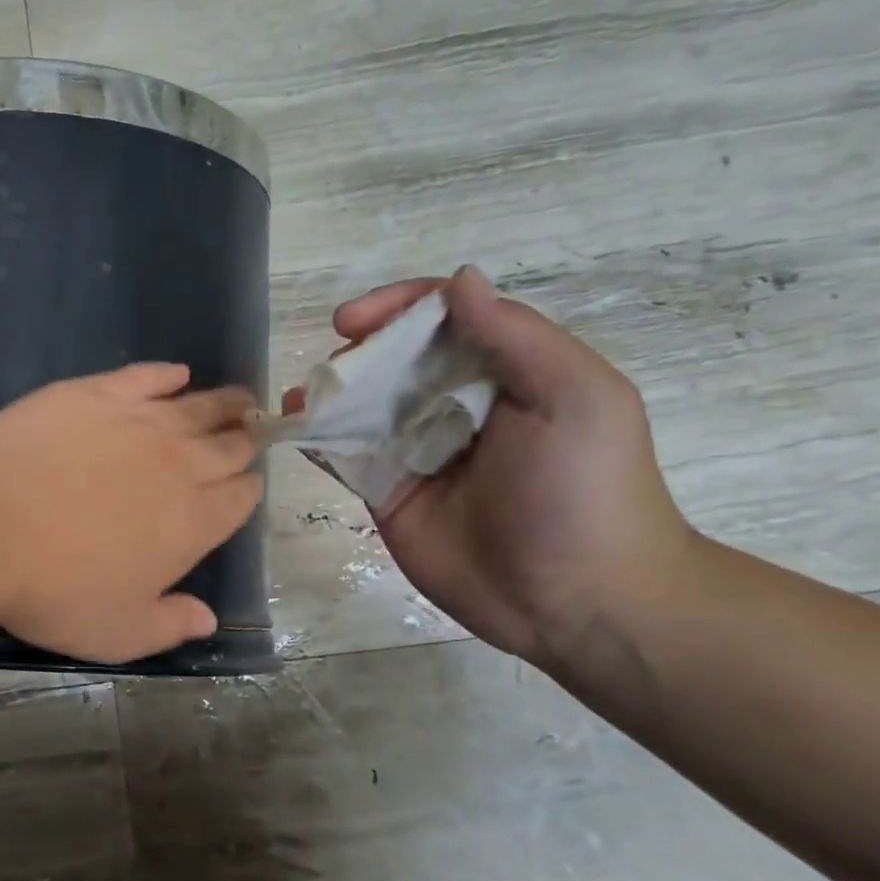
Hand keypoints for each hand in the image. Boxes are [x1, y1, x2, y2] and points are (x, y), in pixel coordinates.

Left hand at [0, 363, 263, 663]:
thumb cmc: (52, 589)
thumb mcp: (117, 633)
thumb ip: (170, 626)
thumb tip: (208, 619)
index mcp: (193, 522)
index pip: (239, 498)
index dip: (248, 490)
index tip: (248, 483)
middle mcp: (180, 465)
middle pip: (228, 447)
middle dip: (246, 440)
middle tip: (254, 430)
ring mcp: (140, 422)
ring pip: (198, 406)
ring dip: (225, 402)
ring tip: (240, 398)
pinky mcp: (97, 393)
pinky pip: (145, 376)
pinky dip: (165, 373)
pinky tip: (176, 372)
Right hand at [291, 266, 694, 664]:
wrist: (573, 600)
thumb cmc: (583, 491)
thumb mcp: (575, 398)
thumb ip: (516, 336)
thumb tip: (458, 280)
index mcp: (504, 371)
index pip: (442, 318)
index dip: (396, 307)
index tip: (353, 321)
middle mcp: (454, 403)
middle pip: (393, 357)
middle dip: (357, 352)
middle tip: (332, 370)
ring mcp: (416, 449)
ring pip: (362, 404)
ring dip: (328, 392)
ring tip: (300, 398)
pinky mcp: (387, 491)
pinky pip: (345, 454)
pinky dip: (318, 437)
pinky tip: (296, 427)